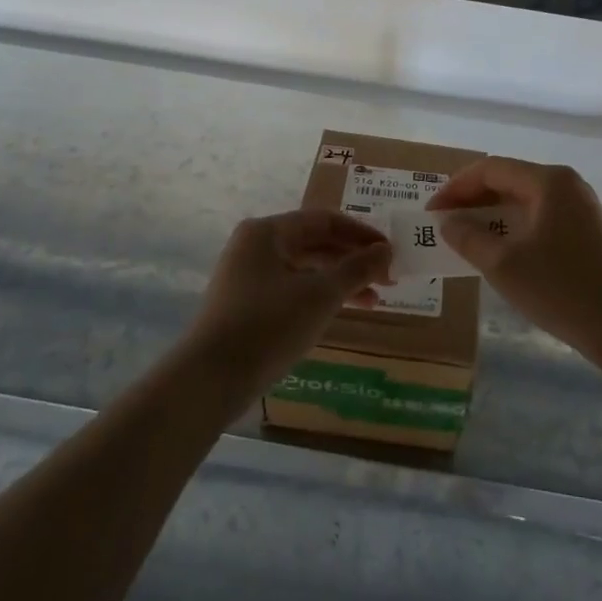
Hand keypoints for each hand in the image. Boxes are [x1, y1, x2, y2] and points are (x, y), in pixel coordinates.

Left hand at [187, 211, 392, 392]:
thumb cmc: (269, 326)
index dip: (362, 234)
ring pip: (305, 269)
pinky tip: (340, 312)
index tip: (391, 253)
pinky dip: (319, 297)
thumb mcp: (321, 295)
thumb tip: (386, 250)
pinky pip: (291, 289)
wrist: (210, 380)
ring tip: (374, 301)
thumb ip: (356, 269)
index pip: (325, 220)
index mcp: (268, 232)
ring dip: (340, 281)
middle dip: (353, 260)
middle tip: (388, 278)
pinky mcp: (246, 305)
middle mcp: (255, 246)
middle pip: (315, 243)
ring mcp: (247, 276)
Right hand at [426, 157, 601, 359]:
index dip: (456, 187)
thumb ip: (469, 237)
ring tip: (464, 235)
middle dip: (472, 198)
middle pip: (509, 179)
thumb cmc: (560, 290)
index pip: (491, 169)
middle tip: (443, 222)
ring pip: (524, 199)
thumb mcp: (503, 264)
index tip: (431, 212)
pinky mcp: (587, 230)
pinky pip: (540, 216)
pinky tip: (498, 248)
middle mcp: (567, 184)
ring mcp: (580, 207)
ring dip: (492, 213)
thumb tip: (448, 222)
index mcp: (548, 181)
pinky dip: (513, 225)